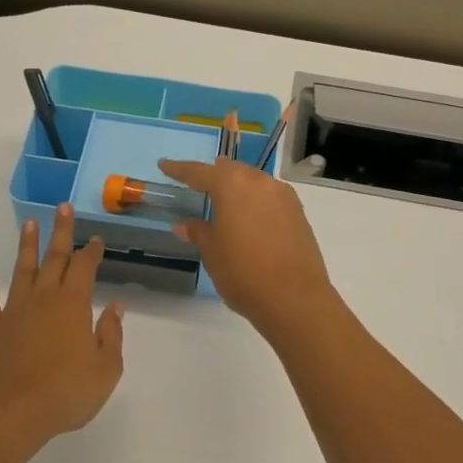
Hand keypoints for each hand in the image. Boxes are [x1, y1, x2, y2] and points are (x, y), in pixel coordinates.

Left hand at [0, 205, 124, 448]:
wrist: (9, 414)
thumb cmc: (65, 393)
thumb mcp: (105, 369)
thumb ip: (111, 335)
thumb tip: (115, 306)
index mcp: (73, 305)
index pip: (84, 268)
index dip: (91, 252)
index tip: (95, 239)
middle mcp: (42, 299)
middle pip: (53, 259)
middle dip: (60, 232)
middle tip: (63, 208)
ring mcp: (12, 312)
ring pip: (21, 271)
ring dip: (27, 247)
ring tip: (30, 224)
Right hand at [158, 156, 337, 336]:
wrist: (295, 298)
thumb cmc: (243, 273)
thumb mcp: (213, 253)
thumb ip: (199, 232)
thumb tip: (184, 224)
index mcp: (232, 186)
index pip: (199, 172)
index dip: (180, 169)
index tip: (165, 165)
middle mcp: (259, 182)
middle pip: (231, 171)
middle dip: (213, 174)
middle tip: (197, 179)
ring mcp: (283, 196)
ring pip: (254, 181)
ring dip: (237, 185)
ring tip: (224, 195)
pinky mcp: (298, 213)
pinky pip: (270, 196)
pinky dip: (255, 200)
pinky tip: (250, 213)